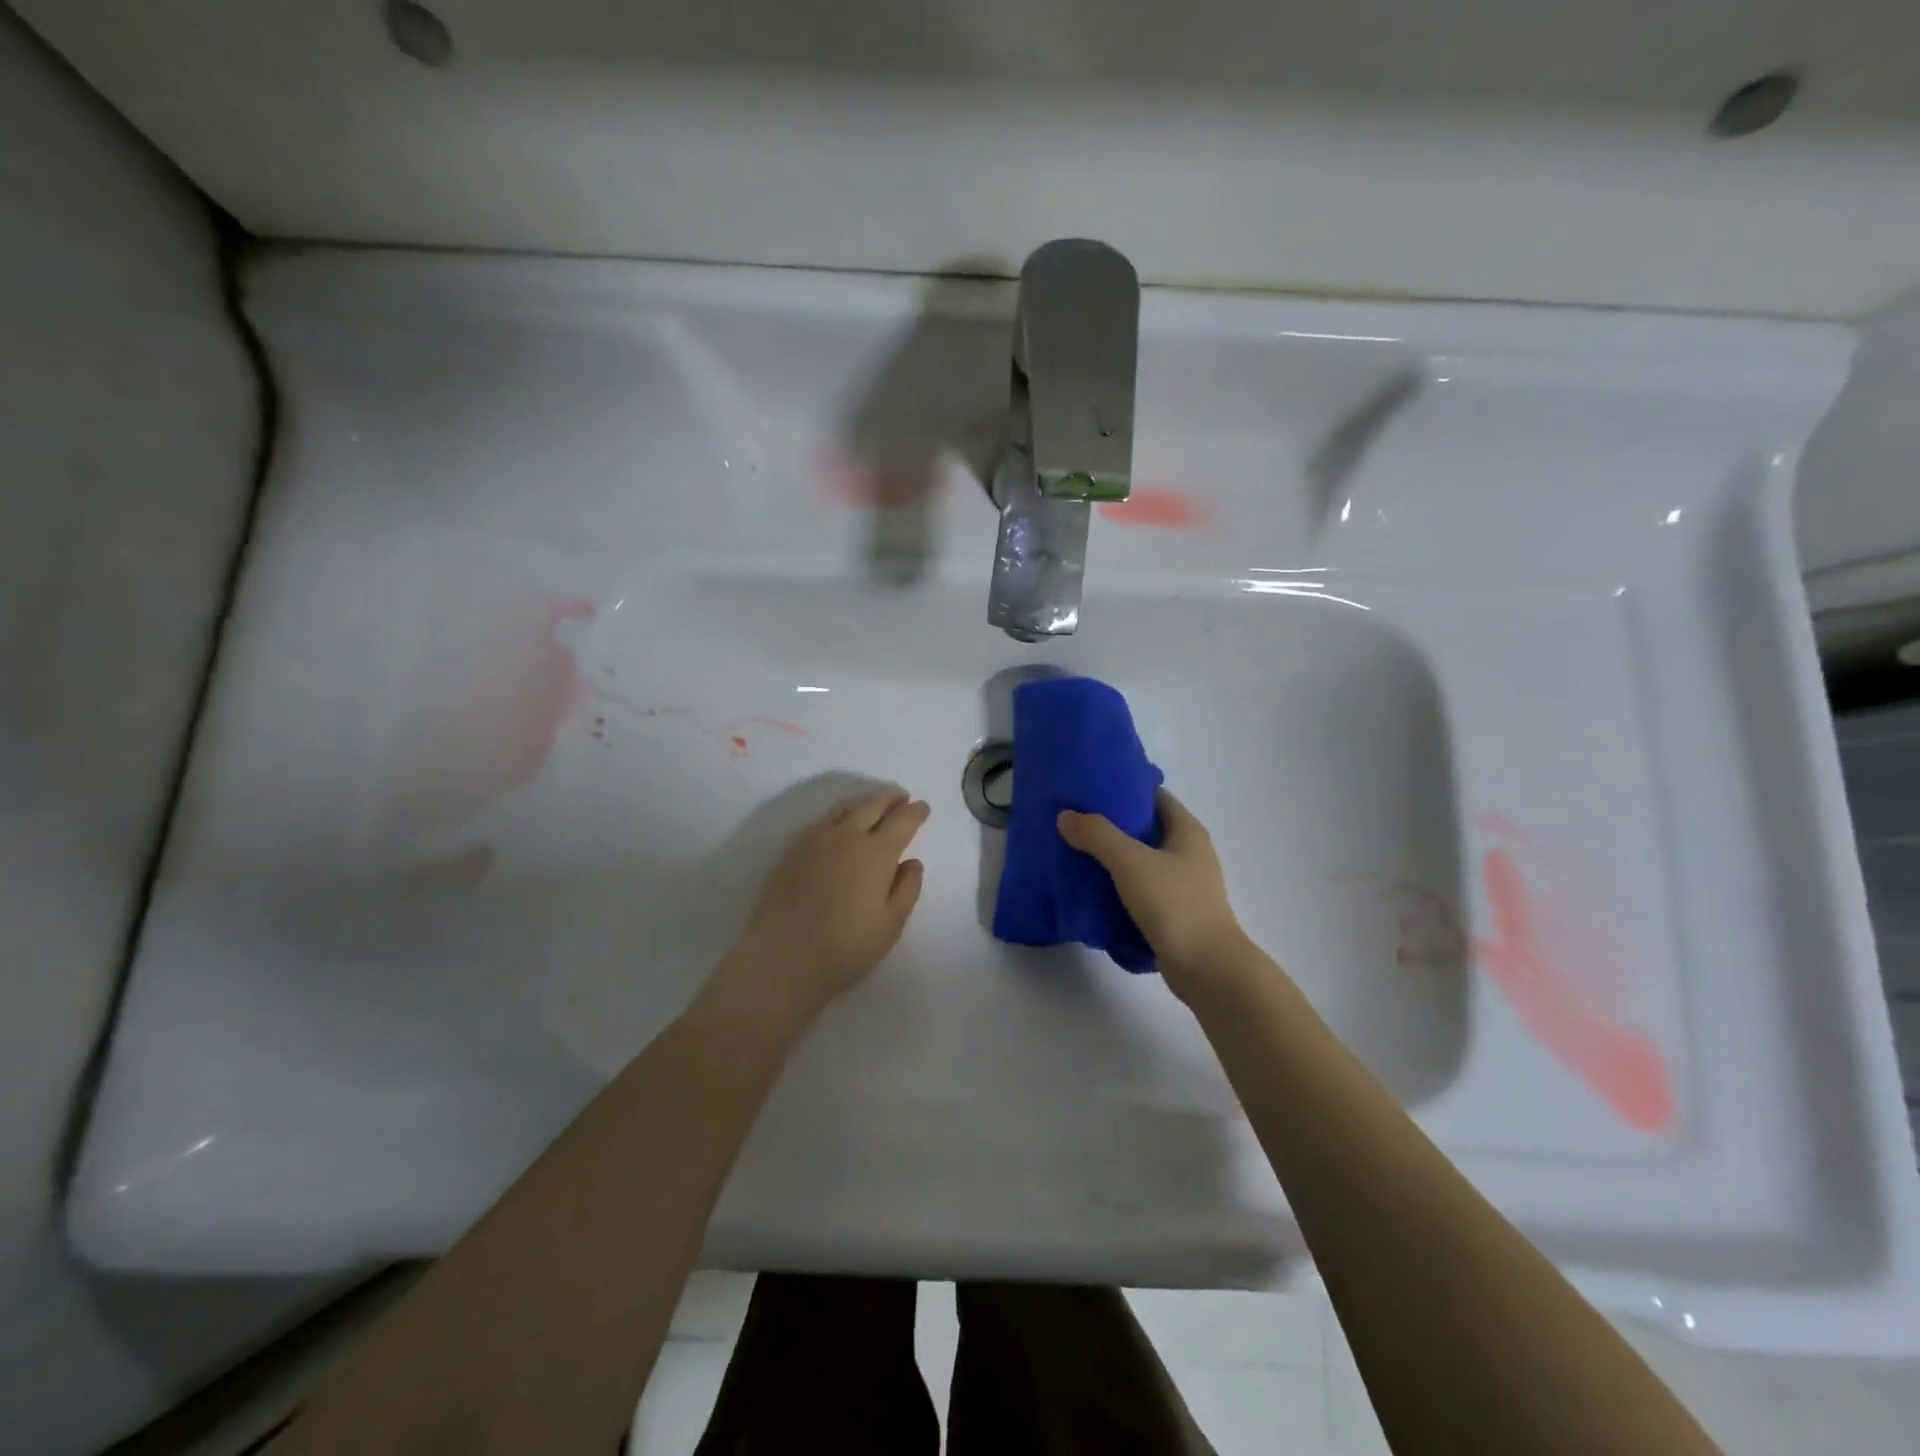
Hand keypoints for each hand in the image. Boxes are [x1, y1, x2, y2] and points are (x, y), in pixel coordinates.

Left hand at [720, 788, 929, 1027]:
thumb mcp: (890, 925)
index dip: (915, 812)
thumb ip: (907, 889)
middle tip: (902, 799)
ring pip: (845, 808)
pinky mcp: (792, 849)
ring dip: (865, 802)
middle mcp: (847, 836)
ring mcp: (816, 839)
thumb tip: (913, 862)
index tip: (923, 807)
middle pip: (873, 805)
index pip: (902, 821)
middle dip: (891, 799)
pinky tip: (840, 826)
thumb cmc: (846, 947)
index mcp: (876, 853)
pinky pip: (822, 821)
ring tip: (874, 806)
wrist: (783, 957)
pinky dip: (840, 815)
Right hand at [1058, 789, 1250, 998]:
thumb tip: (1066, 816)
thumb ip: (1097, 835)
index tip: (1091, 789)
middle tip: (1075, 820)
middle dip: (1112, 824)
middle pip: (1146, 828)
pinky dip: (1119, 885)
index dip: (1125, 789)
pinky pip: (1141, 889)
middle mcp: (1189, 852)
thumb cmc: (1174, 903)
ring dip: (1113, 857)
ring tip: (1076, 852)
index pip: (1155, 796)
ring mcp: (1184, 884)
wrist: (1206, 967)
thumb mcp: (1130, 862)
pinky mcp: (1174, 912)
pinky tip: (1092, 888)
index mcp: (1187, 831)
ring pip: (1142, 860)